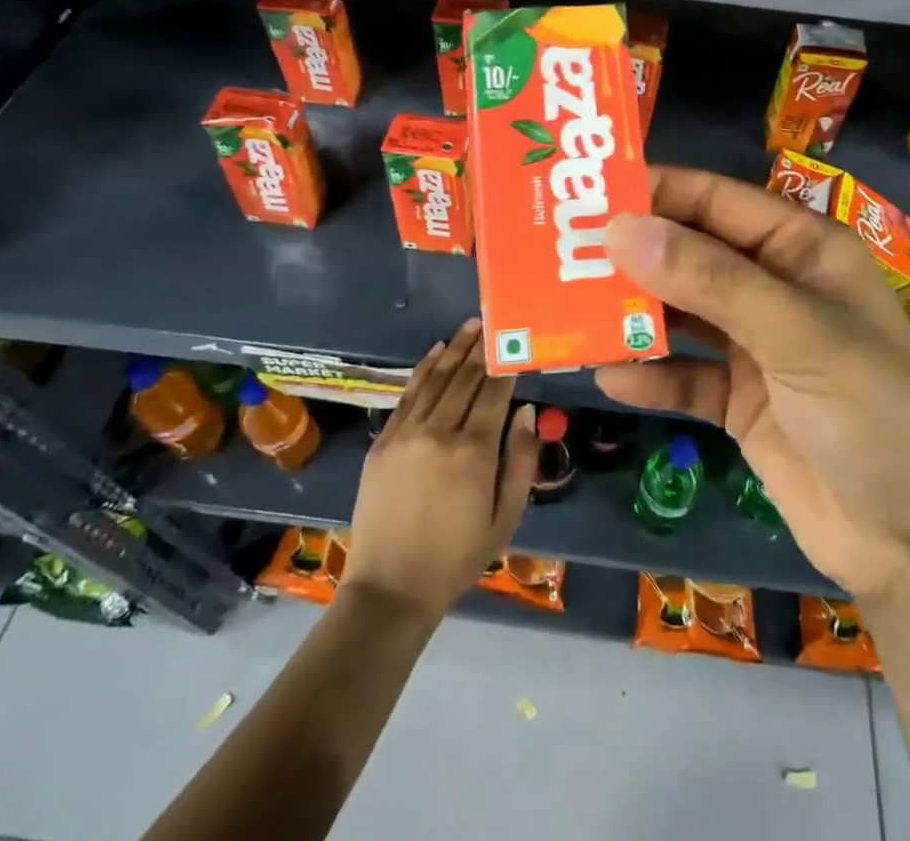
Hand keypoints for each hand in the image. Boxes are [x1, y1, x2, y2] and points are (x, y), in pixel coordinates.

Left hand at [343, 319, 539, 620]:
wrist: (390, 588)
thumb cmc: (457, 557)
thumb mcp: (505, 517)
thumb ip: (520, 461)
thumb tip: (526, 411)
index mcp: (474, 451)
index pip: (495, 393)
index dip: (506, 365)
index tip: (515, 342)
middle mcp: (439, 432)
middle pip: (465, 378)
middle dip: (481, 347)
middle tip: (493, 321)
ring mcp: (406, 433)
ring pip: (436, 379)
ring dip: (455, 349)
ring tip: (469, 325)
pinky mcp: (383, 441)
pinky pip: (408, 394)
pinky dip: (424, 369)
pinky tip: (436, 351)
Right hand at [598, 167, 909, 604]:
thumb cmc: (872, 411)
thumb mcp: (796, 332)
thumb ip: (709, 278)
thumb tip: (621, 229)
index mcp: (802, 250)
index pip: (718, 201)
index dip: (657, 192)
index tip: (589, 195)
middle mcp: (775, 289)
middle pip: (692, 256)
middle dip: (634, 255)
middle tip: (562, 252)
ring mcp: (757, 348)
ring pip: (682, 317)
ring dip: (634, 317)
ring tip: (570, 312)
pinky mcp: (741, 403)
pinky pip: (685, 379)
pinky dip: (651, 379)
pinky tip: (608, 380)